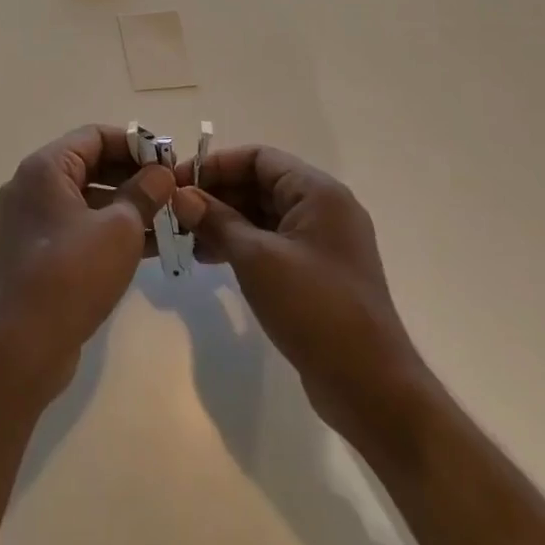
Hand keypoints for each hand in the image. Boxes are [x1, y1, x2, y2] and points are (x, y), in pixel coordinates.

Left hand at [0, 125, 175, 401]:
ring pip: (88, 198)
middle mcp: (33, 186)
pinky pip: (80, 226)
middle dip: (134, 175)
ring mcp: (32, 220)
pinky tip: (151, 246)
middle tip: (173, 191)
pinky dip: (111, 229)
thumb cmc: (73, 273)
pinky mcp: (39, 251)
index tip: (169, 161)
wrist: (25, 344)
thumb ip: (144, 193)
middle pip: (90, 164)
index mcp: (45, 168)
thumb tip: (161, 174)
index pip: (94, 135)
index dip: (135, 144)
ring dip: (127, 205)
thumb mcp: (120, 228)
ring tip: (170, 219)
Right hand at [171, 146, 427, 444]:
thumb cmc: (314, 307)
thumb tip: (180, 195)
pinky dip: (240, 244)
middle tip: (175, 210)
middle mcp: (323, 209)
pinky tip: (208, 258)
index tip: (178, 181)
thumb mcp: (256, 258)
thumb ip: (216, 220)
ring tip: (184, 236)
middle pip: (260, 184)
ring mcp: (321, 243)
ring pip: (262, 215)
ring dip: (223, 220)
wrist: (369, 385)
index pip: (259, 158)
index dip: (216, 164)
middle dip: (216, 194)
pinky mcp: (315, 273)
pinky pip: (270, 243)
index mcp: (318, 193)